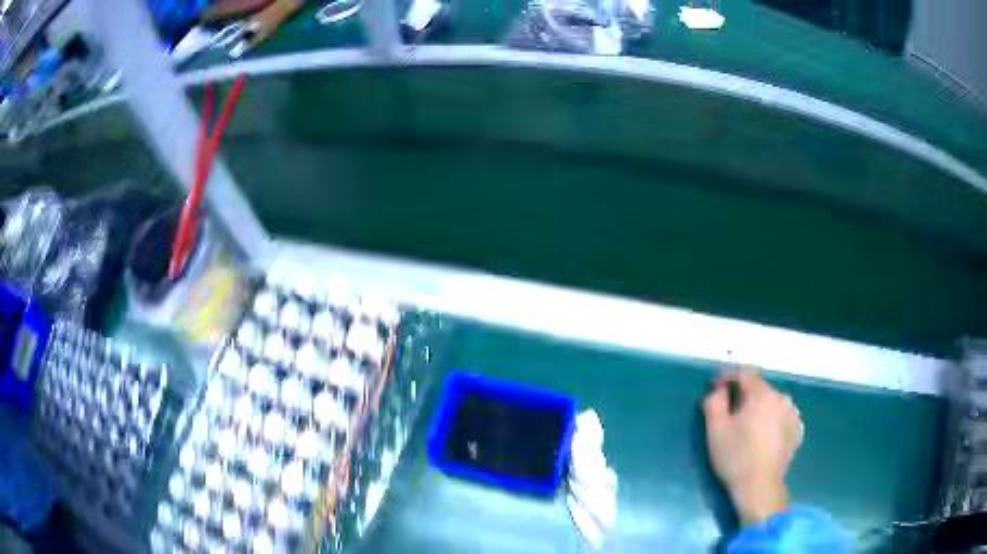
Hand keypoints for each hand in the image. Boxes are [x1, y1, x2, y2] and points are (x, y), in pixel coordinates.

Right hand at [702, 368, 803, 524]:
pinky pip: (781, 416)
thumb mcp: (715, 429)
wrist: (760, 486)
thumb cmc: (735, 457)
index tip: (716, 387)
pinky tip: (762, 436)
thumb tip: (719, 390)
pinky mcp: (797, 429)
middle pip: (759, 388)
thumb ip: (714, 402)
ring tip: (748, 427)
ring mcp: (792, 413)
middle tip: (730, 413)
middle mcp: (781, 397)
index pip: (745, 373)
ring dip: (759, 407)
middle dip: (744, 395)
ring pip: (771, 402)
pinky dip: (771, 420)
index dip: (728, 376)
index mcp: (761, 394)